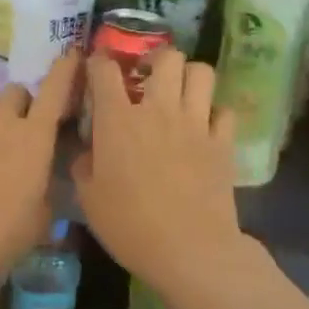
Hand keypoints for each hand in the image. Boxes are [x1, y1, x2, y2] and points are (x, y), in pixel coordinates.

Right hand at [72, 49, 245, 294]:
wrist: (189, 250)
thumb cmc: (130, 225)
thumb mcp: (89, 199)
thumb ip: (84, 166)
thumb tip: (89, 152)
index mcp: (118, 120)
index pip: (105, 70)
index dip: (98, 62)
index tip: (97, 69)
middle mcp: (158, 110)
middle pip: (166, 58)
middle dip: (156, 60)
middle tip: (148, 78)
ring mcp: (195, 123)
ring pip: (201, 73)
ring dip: (189, 77)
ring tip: (180, 93)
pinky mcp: (223, 142)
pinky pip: (224, 110)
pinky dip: (215, 113)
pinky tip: (206, 126)